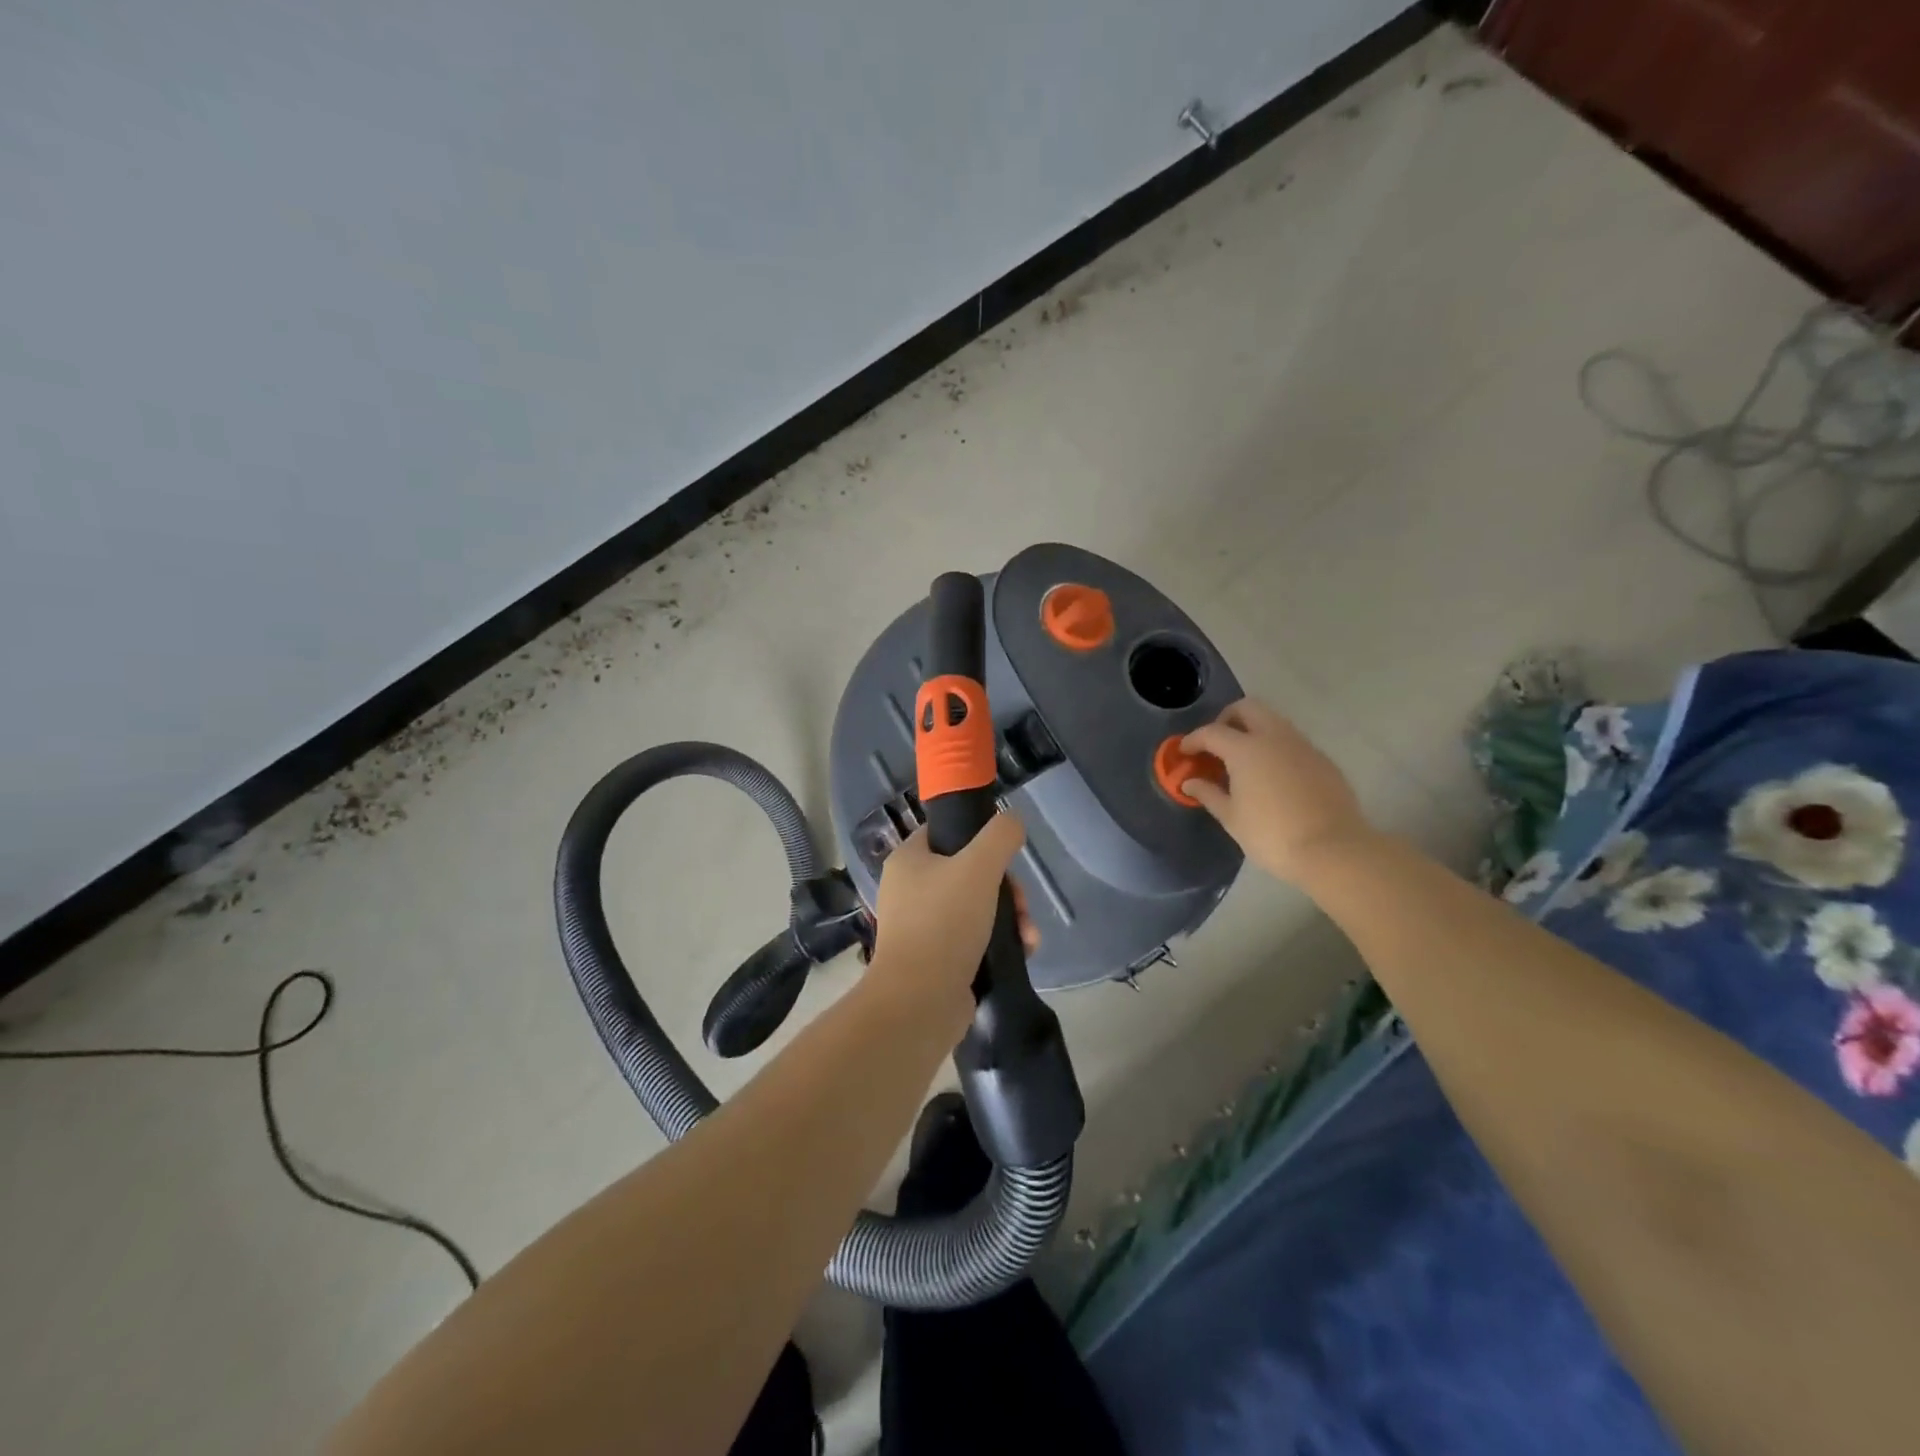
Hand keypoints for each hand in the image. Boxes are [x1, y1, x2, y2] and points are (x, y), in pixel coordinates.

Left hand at [869, 812, 1026, 1032]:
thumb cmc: (943, 923)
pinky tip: (1021, 952)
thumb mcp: (979, 867)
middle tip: (1023, 905)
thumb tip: (1013, 821)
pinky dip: (998, 943)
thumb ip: (1000, 836)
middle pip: (969, 872)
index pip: (945, 831)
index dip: (979, 836)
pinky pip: (973, 939)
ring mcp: (921, 926)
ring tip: (1028, 937)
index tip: (1005, 855)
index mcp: (908, 860)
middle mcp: (910, 889)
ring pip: (977, 907)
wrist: (919, 1002)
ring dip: (1010, 918)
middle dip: (1007, 889)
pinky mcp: (935, 959)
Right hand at [1181, 699, 1374, 883]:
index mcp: (1246, 749)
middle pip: (1247, 708)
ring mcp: (1303, 746)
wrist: (1333, 850)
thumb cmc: (1271, 835)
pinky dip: (1276, 748)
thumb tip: (1190, 782)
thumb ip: (1208, 794)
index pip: (1212, 732)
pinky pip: (1292, 742)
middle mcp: (1275, 737)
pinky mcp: (1323, 760)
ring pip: (1273, 721)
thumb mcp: (1231, 818)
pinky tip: (1272, 775)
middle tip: (1216, 743)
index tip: (1184, 751)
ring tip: (1243, 760)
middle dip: (1227, 719)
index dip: (1193, 740)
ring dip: (1254, 730)